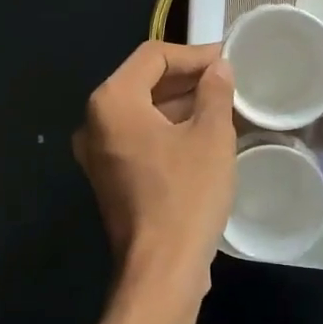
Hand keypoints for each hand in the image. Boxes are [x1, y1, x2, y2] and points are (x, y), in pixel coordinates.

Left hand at [73, 42, 236, 299]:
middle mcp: (95, 122)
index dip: (193, 54)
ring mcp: (98, 152)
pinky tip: (202, 134)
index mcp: (112, 102)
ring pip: (142, 111)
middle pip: (143, 81)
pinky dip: (167, 129)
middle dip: (186, 78)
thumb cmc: (187, 194)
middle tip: (228, 80)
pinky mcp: (109, 177)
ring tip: (222, 104)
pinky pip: (139, 137)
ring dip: (179, 104)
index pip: (153, 57)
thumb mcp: (211, 136)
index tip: (227, 59)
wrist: (162, 269)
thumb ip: (214, 92)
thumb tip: (218, 68)